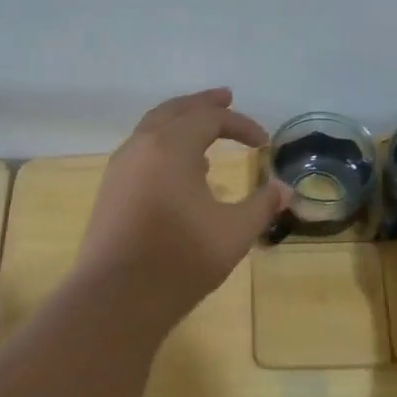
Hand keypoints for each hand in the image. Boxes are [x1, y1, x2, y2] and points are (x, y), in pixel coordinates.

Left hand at [76, 89, 291, 324]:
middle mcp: (141, 147)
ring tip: (204, 136)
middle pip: (174, 111)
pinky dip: (163, 147)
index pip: (209, 118)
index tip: (264, 144)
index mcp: (170, 146)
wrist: (117, 298)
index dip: (241, 125)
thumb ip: (262, 206)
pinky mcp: (110, 191)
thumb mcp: (233, 233)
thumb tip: (285, 189)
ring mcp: (120, 169)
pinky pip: (141, 152)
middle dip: (203, 105)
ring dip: (180, 124)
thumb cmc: (180, 260)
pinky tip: (177, 171)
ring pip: (151, 130)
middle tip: (225, 98)